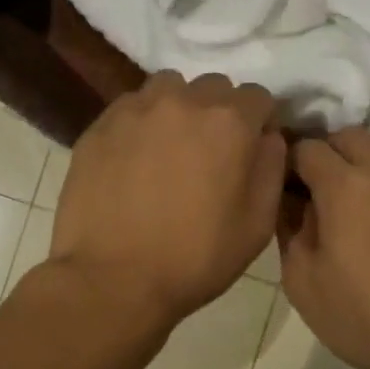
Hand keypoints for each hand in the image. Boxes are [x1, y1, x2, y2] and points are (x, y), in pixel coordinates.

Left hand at [50, 72, 286, 327]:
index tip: (249, 151)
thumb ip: (271, 168)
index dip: (258, 123)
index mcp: (229, 122)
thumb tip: (267, 137)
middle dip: (218, 113)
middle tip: (208, 154)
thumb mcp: (257, 225)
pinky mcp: (98, 127)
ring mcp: (134, 110)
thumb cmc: (195, 259)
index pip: (257, 97)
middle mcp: (182, 101)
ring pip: (167, 89)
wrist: (113, 280)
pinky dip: (140, 124)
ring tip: (168, 150)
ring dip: (177, 111)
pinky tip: (133, 161)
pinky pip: (130, 109)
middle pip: (212, 88)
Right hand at [280, 128, 369, 368]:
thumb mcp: (305, 286)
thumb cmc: (369, 320)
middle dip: (332, 154)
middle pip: (350, 135)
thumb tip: (293, 204)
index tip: (292, 186)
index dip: (293, 163)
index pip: (307, 149)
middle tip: (329, 189)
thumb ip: (291, 234)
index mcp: (342, 187)